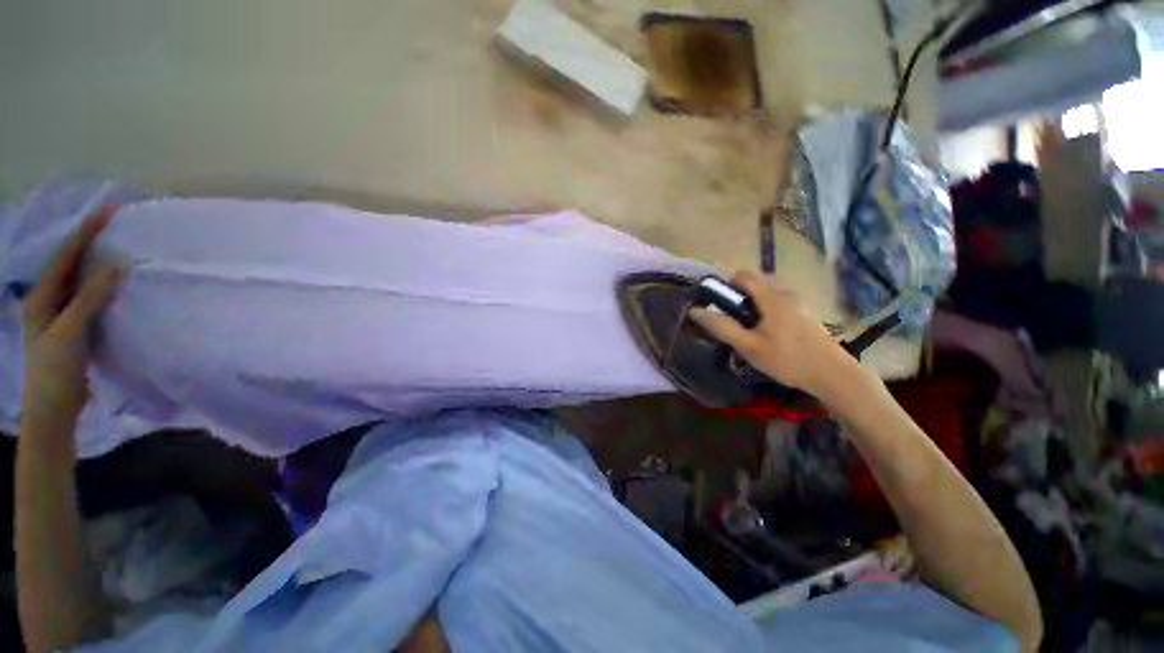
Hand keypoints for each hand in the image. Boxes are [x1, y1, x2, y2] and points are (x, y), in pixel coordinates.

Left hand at [20, 207, 122, 427]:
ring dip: (101, 264)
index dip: (86, 232)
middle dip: (93, 242)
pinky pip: (94, 299)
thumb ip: (90, 298)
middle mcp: (50, 299)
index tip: (109, 212)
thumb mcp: (69, 332)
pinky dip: (107, 287)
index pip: (66, 256)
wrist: (54, 409)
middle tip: (117, 225)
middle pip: (73, 264)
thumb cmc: (55, 370)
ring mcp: (64, 314)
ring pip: (84, 281)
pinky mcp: (79, 327)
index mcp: (42, 296)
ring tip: (121, 248)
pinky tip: (120, 284)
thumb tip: (118, 266)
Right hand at [689, 270, 856, 395]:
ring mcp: (798, 302)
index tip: (715, 303)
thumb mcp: (749, 346)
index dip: (725, 284)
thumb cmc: (787, 360)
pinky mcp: (804, 313)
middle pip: (754, 284)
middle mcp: (786, 293)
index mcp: (772, 297)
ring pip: (765, 294)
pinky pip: (776, 303)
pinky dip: (764, 311)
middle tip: (730, 322)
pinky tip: (766, 335)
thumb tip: (696, 311)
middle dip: (737, 298)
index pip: (743, 275)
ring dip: (751, 306)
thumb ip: (722, 327)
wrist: (833, 375)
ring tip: (746, 331)